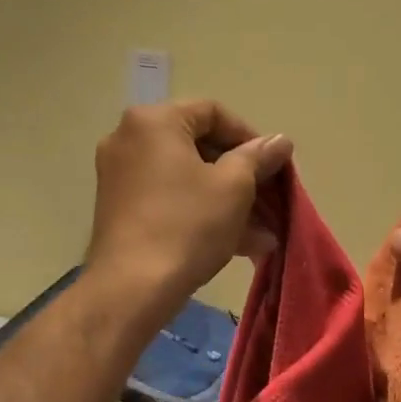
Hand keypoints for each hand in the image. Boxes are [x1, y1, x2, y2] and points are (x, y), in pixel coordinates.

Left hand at [86, 101, 292, 319]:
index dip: (250, 137)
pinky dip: (201, 214)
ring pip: (187, 180)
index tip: (274, 166)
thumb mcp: (234, 187)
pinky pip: (170, 201)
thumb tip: (280, 141)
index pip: (212, 112)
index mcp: (154, 121)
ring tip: (263, 234)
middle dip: (242, 177)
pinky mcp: (120, 211)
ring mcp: (120, 177)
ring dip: (228, 202)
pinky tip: (240, 245)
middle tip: (271, 200)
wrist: (132, 288)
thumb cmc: (187, 226)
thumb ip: (258, 157)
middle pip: (198, 147)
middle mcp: (129, 140)